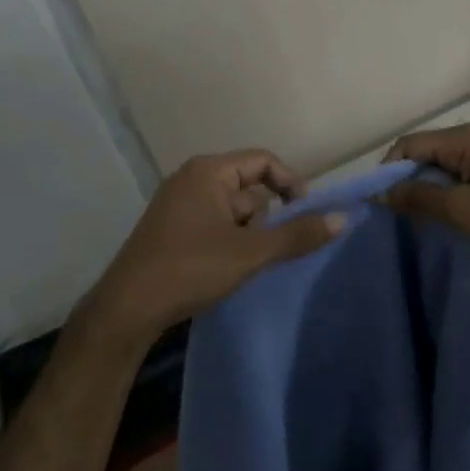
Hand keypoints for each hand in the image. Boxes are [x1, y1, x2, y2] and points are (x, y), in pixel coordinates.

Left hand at [76, 149, 344, 348]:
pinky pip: (215, 225)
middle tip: (269, 250)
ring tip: (245, 265)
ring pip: (233, 211)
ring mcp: (178, 206)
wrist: (127, 309)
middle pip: (249, 187)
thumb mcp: (251, 252)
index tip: (306, 214)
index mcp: (208, 172)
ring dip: (249, 234)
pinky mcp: (172, 230)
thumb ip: (297, 235)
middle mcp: (191, 180)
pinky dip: (230, 242)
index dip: (291, 183)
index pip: (263, 161)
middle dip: (266, 218)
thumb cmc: (190, 269)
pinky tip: (228, 270)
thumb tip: (342, 219)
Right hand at [383, 123, 469, 271]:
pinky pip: (463, 176)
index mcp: (468, 138)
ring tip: (416, 217)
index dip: (389, 169)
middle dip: (407, 179)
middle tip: (395, 213)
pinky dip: (448, 192)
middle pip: (427, 151)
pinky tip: (444, 215)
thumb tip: (383, 192)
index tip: (379, 201)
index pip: (411, 143)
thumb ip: (419, 197)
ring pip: (445, 165)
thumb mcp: (462, 210)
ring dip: (427, 188)